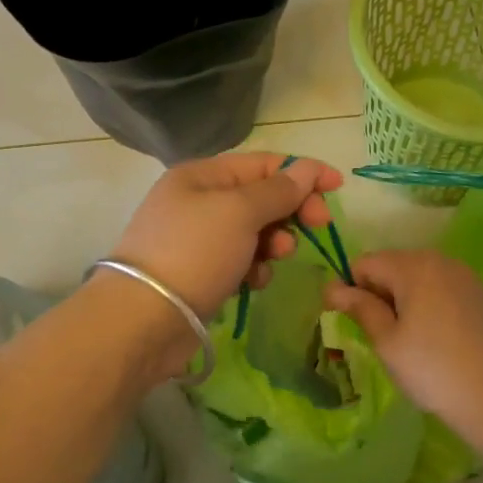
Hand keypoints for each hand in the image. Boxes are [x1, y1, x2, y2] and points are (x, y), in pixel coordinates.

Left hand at [109, 153, 343, 322]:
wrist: (144, 319)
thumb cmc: (194, 252)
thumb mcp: (240, 212)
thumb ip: (278, 190)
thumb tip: (307, 169)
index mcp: (202, 175)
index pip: (263, 163)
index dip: (303, 171)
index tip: (338, 187)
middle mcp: (198, 201)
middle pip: (260, 196)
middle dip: (290, 210)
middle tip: (317, 226)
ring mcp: (198, 239)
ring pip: (254, 231)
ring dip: (274, 241)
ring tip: (277, 256)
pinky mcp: (200, 273)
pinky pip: (240, 261)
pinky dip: (253, 268)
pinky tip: (253, 282)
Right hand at [324, 250, 482, 445]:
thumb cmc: (431, 368)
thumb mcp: (386, 341)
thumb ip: (359, 307)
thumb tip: (332, 287)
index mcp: (412, 265)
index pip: (364, 263)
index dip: (350, 288)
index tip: (350, 321)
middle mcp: (439, 259)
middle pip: (391, 264)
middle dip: (378, 291)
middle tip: (379, 334)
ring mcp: (463, 274)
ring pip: (416, 275)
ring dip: (402, 296)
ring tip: (406, 337)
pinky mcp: (478, 292)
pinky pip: (439, 286)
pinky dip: (426, 301)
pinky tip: (432, 335)